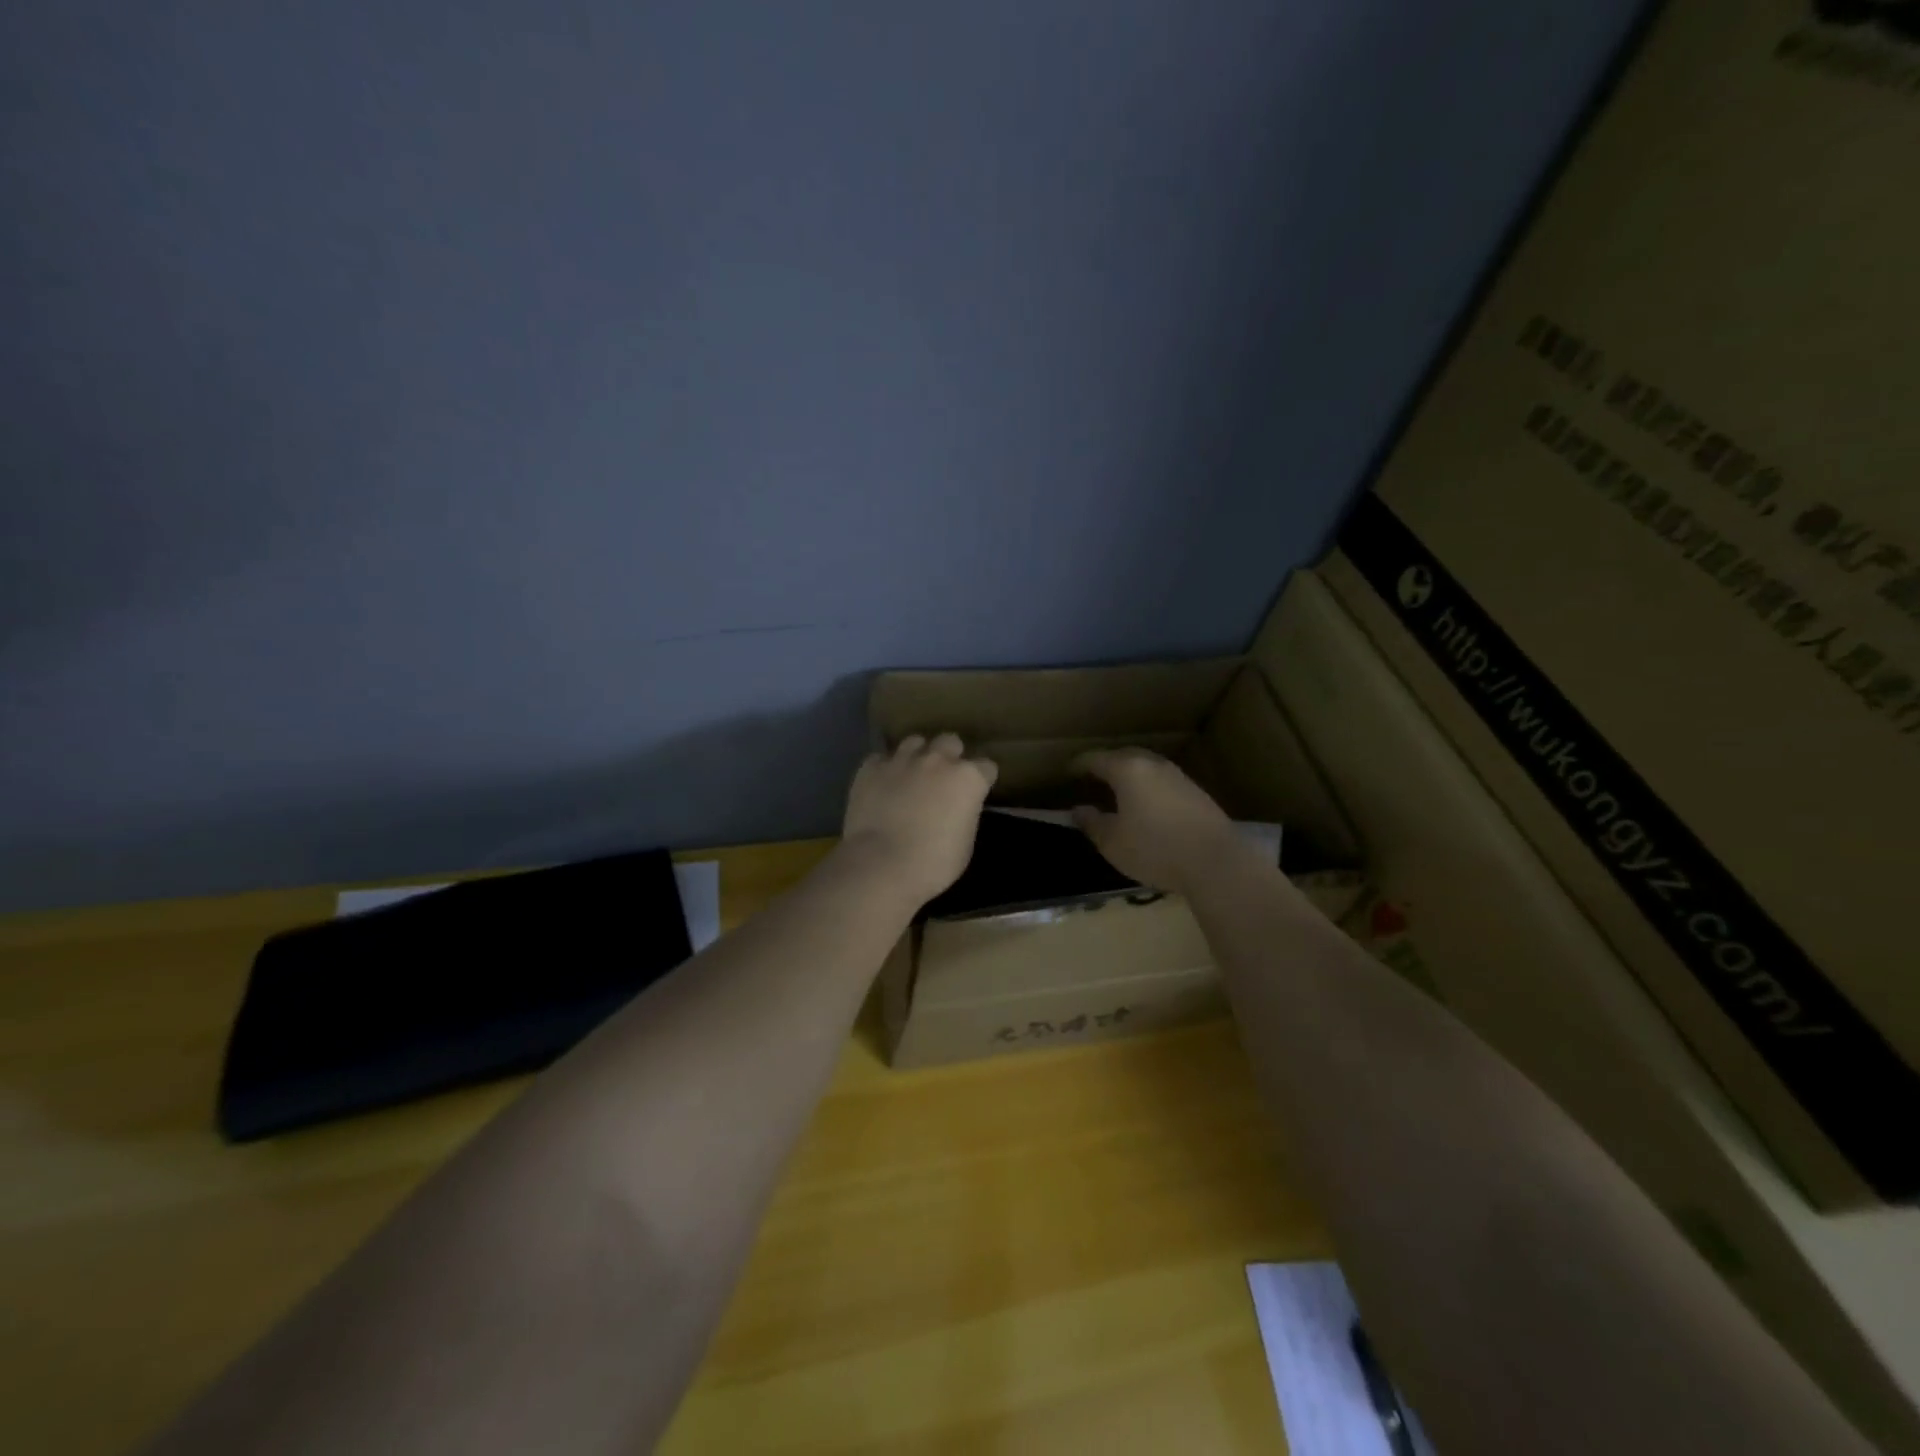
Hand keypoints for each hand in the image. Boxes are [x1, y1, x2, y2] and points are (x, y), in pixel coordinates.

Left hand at [839, 734, 997, 906]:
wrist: (881, 865)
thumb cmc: (933, 863)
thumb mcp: (965, 843)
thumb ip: (965, 815)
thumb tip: (956, 809)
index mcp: (968, 778)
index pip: (986, 767)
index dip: (981, 780)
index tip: (974, 794)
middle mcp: (938, 759)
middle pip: (951, 742)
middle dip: (950, 756)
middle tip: (942, 779)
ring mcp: (902, 759)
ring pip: (915, 742)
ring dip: (917, 756)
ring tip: (911, 776)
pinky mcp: (871, 767)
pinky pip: (882, 758)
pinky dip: (885, 769)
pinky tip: (882, 785)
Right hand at [1071, 748, 1245, 894]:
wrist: (1215, 861)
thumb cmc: (1155, 849)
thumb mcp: (1113, 843)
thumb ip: (1092, 823)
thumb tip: (1079, 810)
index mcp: (1127, 770)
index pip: (1096, 758)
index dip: (1078, 764)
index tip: (1067, 772)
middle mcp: (1153, 764)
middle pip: (1123, 755)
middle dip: (1105, 764)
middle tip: (1091, 777)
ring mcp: (1177, 776)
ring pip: (1145, 766)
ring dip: (1129, 774)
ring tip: (1117, 790)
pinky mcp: (1195, 791)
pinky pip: (1161, 780)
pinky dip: (1147, 785)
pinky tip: (1145, 804)